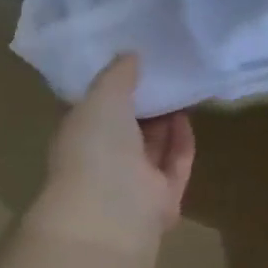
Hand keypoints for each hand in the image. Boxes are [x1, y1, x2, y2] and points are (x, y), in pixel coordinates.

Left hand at [29, 55, 195, 253]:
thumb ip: (117, 75)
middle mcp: (103, 160)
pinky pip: (175, 164)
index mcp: (79, 137)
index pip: (95, 109)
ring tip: (181, 89)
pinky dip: (181, 142)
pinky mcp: (163, 198)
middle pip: (128, 129)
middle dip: (145, 103)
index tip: (134, 62)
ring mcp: (134, 183)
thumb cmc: (95, 149)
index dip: (113, 87)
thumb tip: (130, 54)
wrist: (112, 213)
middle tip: (165, 72)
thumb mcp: (101, 98)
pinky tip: (188, 116)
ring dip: (166, 120)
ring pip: (153, 147)